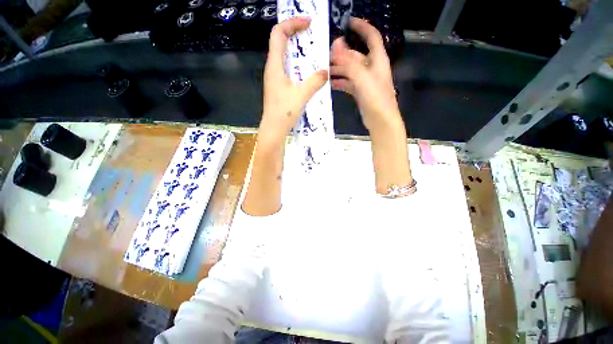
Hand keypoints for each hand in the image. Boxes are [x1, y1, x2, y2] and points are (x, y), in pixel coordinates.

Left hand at [260, 17, 328, 145]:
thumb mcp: (301, 95)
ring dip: (296, 48)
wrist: (273, 129)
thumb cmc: (284, 112)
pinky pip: (286, 67)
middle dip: (295, 32)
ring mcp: (274, 77)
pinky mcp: (278, 86)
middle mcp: (272, 68)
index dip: (292, 23)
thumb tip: (326, 71)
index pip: (278, 33)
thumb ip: (315, 81)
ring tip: (311, 49)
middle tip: (311, 33)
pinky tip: (306, 70)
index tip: (308, 23)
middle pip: (280, 41)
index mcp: (275, 65)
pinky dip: (296, 62)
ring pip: (283, 54)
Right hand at [330, 18, 401, 132]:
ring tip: (324, 70)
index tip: (348, 22)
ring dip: (339, 69)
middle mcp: (372, 68)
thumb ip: (349, 61)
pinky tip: (330, 84)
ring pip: (350, 70)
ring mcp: (366, 81)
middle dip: (342, 54)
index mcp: (377, 60)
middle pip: (356, 55)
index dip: (361, 27)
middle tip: (325, 55)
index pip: (371, 36)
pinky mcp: (361, 92)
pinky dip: (340, 82)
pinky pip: (349, 83)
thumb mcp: (362, 77)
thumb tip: (337, 43)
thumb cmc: (375, 98)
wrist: (381, 121)